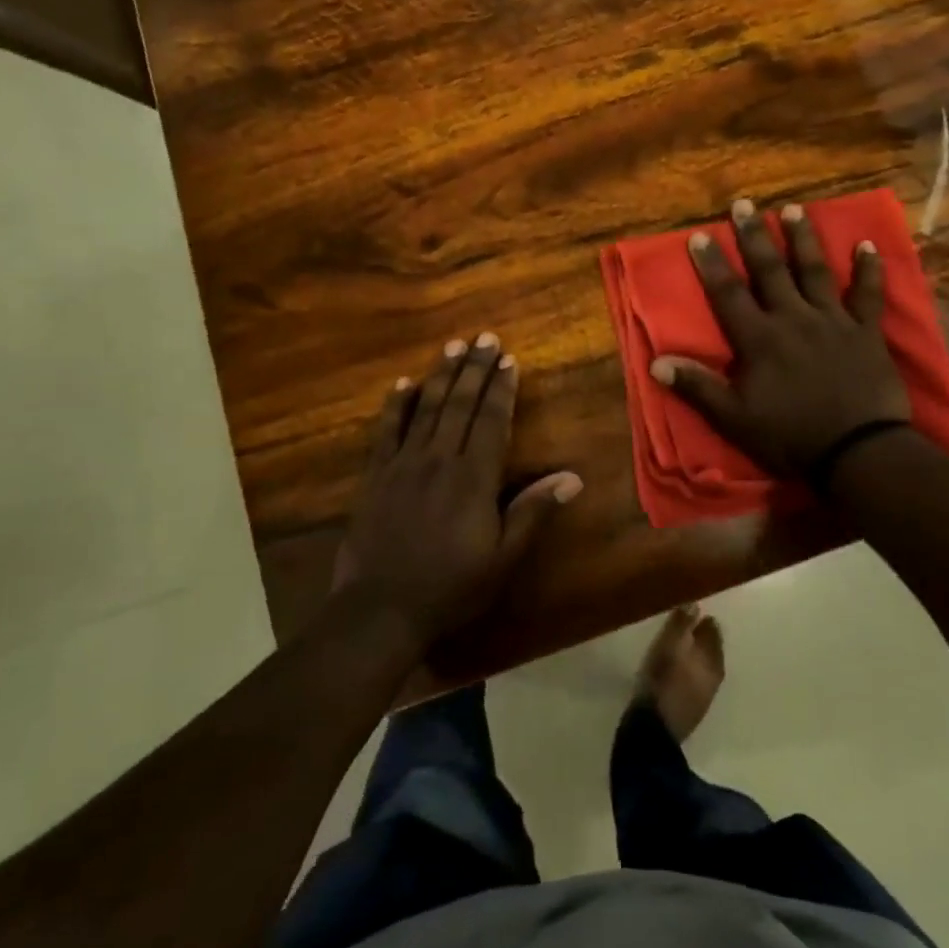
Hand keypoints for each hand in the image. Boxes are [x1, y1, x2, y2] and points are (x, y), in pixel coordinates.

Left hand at [333, 334, 582, 648]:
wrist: (380, 610)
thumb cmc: (450, 587)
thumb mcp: (502, 558)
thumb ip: (533, 513)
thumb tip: (572, 477)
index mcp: (473, 478)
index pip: (491, 420)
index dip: (500, 388)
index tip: (508, 359)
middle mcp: (439, 459)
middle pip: (459, 404)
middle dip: (474, 368)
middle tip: (484, 337)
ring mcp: (403, 464)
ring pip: (425, 408)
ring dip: (441, 375)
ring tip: (453, 346)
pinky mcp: (375, 475)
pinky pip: (387, 430)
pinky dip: (396, 404)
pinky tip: (403, 383)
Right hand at [650, 198, 910, 477]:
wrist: (858, 452)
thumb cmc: (791, 437)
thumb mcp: (734, 419)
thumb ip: (697, 387)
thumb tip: (656, 363)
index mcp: (760, 339)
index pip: (728, 294)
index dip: (712, 264)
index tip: (700, 235)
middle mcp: (794, 318)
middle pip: (770, 270)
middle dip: (754, 236)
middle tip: (744, 204)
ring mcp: (833, 321)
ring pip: (815, 271)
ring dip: (803, 239)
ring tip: (793, 209)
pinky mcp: (866, 332)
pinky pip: (868, 295)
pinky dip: (869, 269)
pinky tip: (867, 244)